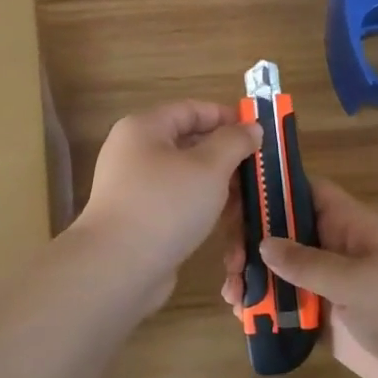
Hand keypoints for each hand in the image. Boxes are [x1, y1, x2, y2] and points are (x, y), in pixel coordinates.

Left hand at [78, 101, 261, 313]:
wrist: (118, 267)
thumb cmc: (166, 205)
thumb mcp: (209, 167)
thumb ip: (234, 142)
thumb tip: (251, 128)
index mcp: (144, 128)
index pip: (191, 110)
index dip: (226, 116)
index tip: (258, 132)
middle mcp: (135, 153)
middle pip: (189, 143)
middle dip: (226, 155)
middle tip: (259, 168)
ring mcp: (135, 188)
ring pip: (186, 177)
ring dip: (218, 185)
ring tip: (249, 198)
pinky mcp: (140, 219)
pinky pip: (177, 203)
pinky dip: (202, 207)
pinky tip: (226, 221)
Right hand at [221, 178, 377, 377]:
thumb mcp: (356, 280)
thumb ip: (307, 262)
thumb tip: (262, 243)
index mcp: (347, 225)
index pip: (305, 191)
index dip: (272, 188)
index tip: (235, 197)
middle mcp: (332, 248)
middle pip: (282, 231)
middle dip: (251, 240)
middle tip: (229, 259)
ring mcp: (326, 284)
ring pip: (278, 269)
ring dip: (251, 276)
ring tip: (232, 293)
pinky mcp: (321, 318)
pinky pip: (284, 304)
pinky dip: (262, 306)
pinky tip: (242, 314)